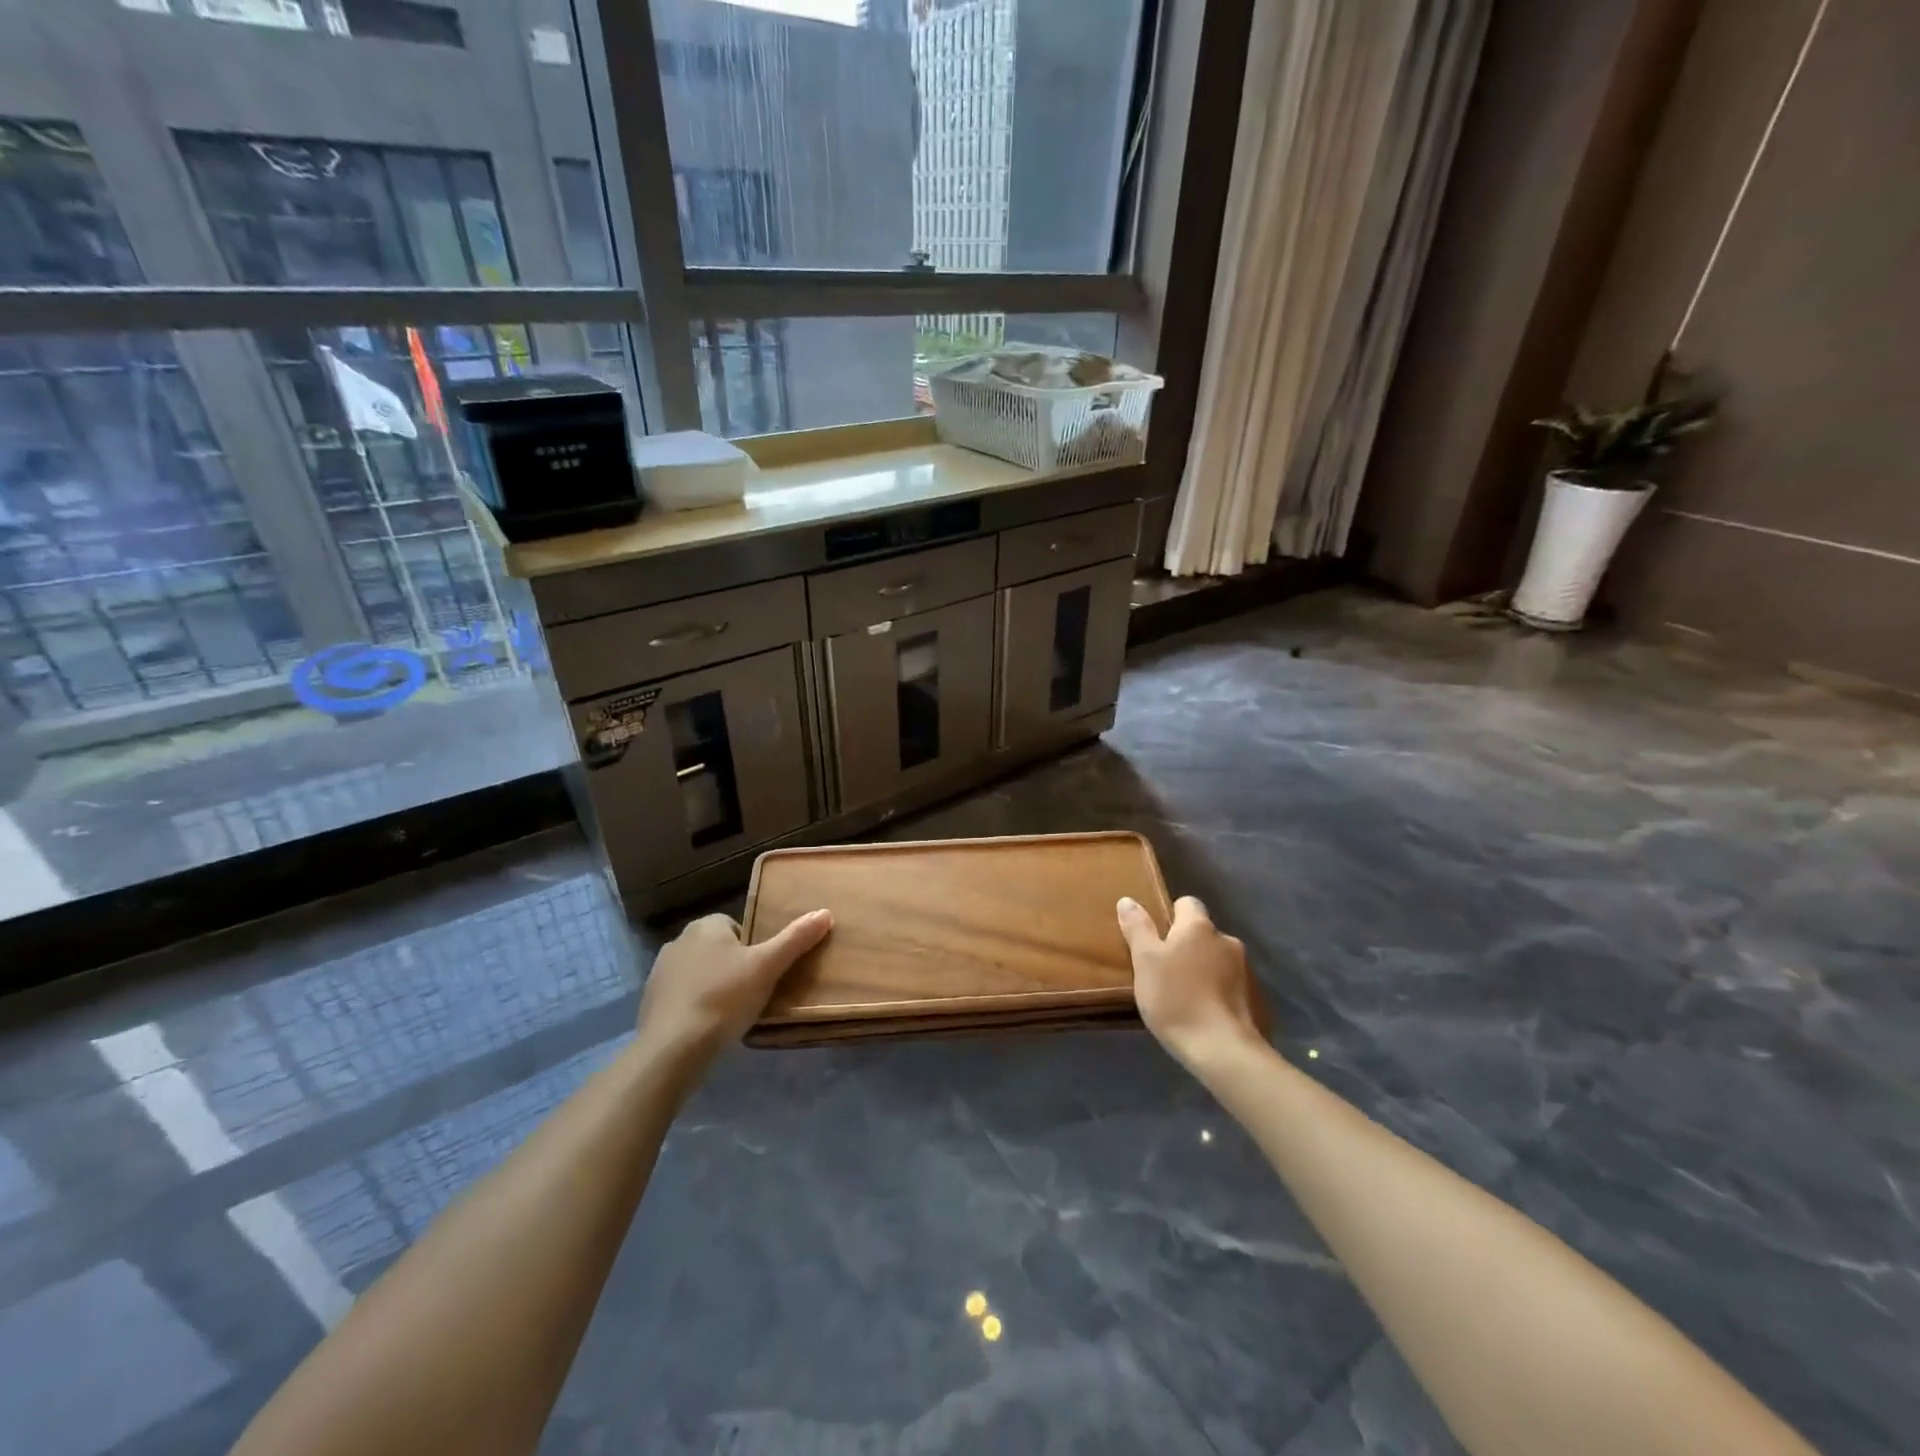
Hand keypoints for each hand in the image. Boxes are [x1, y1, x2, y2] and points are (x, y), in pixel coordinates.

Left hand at [636, 909, 831, 1070]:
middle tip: (754, 992)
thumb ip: (795, 939)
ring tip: (733, 1013)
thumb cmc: (724, 998)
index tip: (765, 971)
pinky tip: (708, 1027)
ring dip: (714, 986)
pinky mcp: (650, 1002)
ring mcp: (660, 972)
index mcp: (706, 926)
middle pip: (719, 949)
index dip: (755, 948)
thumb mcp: (768, 966)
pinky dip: (696, 1006)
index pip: (738, 927)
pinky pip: (683, 997)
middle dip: (734, 967)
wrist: (672, 1048)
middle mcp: (679, 941)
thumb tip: (825, 912)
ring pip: (700, 973)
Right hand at [1117, 895, 1266, 1069]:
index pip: (1187, 903)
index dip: (1170, 917)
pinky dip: (1221, 995)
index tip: (1157, 940)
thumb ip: (1138, 928)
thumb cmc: (1176, 1000)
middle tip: (1166, 973)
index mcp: (1199, 927)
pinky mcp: (1259, 1000)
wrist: (1224, 1051)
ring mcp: (1248, 971)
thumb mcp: (1144, 962)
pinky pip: (1234, 988)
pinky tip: (1208, 1017)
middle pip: (1203, 935)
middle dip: (1188, 948)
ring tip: (1187, 999)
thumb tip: (1128, 900)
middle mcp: (1227, 941)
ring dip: (1206, 971)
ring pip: (1220, 961)